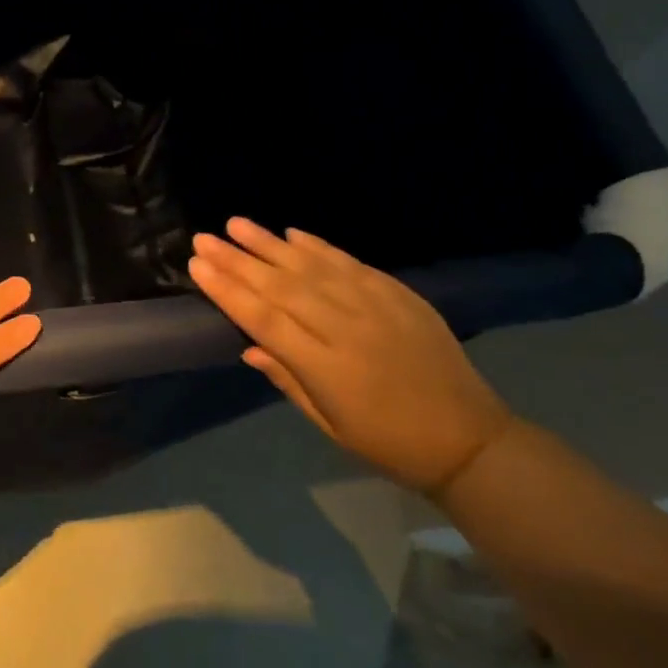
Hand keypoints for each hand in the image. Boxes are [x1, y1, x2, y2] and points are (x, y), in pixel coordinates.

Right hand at [188, 219, 513, 493]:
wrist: (470, 440)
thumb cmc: (388, 444)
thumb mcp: (330, 426)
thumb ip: (288, 381)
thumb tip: (249, 347)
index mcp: (327, 368)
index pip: (264, 320)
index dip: (228, 291)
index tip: (198, 266)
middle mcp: (347, 329)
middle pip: (282, 287)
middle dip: (238, 260)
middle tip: (204, 238)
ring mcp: (377, 307)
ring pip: (313, 267)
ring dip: (271, 244)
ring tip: (237, 224)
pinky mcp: (400, 296)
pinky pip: (352, 264)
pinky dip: (320, 247)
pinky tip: (292, 233)